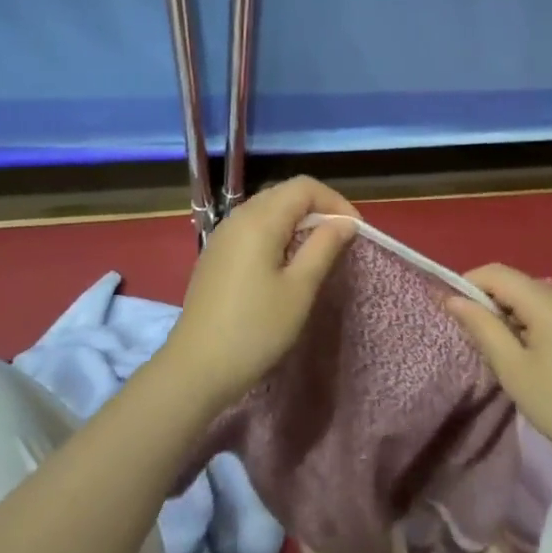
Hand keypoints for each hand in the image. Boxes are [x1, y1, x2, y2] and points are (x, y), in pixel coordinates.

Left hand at [161, 177, 358, 412]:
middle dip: (317, 208)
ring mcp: (222, 235)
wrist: (197, 366)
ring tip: (317, 252)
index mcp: (259, 220)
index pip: (303, 186)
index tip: (354, 231)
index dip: (334, 201)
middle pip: (284, 193)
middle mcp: (238, 217)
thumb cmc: (256, 329)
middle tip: (340, 240)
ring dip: (297, 221)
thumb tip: (345, 222)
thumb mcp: (299, 289)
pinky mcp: (216, 254)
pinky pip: (252, 228)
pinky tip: (285, 264)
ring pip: (267, 210)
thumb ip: (323, 247)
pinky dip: (276, 233)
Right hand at [447, 264, 551, 477]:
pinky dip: (532, 323)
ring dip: (510, 314)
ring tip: (501, 350)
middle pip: (516, 283)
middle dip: (489, 302)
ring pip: (534, 297)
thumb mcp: (513, 369)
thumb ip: (482, 327)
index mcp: (548, 301)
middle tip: (475, 338)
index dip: (468, 284)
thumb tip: (452, 299)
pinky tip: (532, 356)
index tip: (452, 312)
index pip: (496, 272)